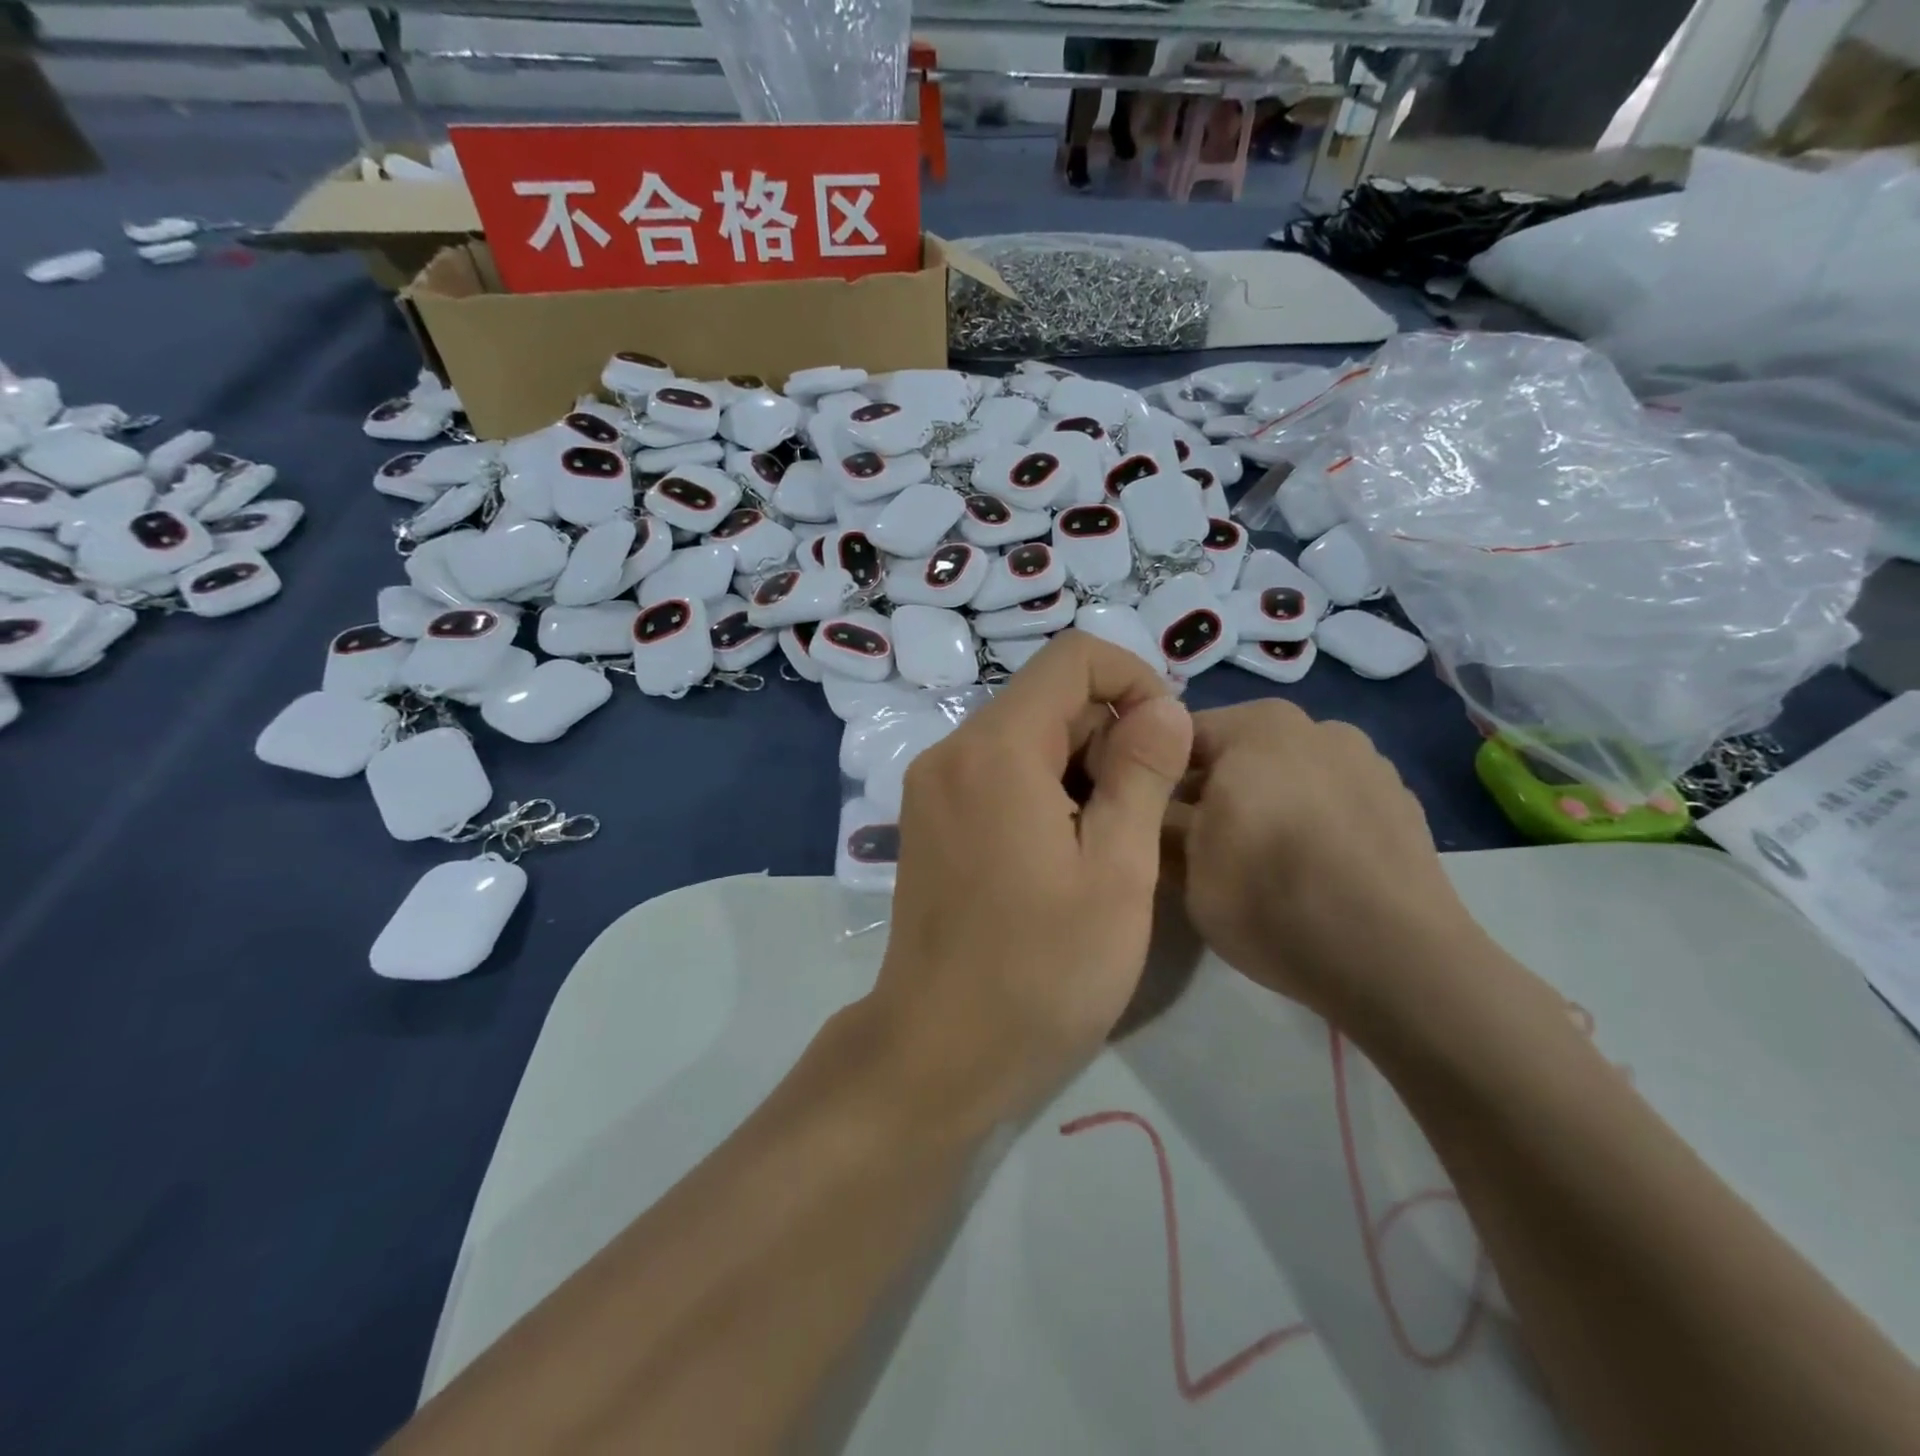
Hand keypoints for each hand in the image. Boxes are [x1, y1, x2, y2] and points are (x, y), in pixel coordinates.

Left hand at [864, 631, 1192, 1126]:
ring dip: (1080, 766)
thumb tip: (1162, 707)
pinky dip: (1043, 789)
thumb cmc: (1042, 971)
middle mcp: (952, 751)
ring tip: (1109, 842)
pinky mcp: (929, 820)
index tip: (1166, 742)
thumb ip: (1142, 773)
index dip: (1133, 680)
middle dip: (1109, 733)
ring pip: (1023, 737)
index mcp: (996, 749)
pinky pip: (996, 773)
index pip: (1072, 658)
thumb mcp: (1118, 871)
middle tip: (1144, 812)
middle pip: (1046, 698)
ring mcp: (932, 787)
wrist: (939, 1051)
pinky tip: (1065, 852)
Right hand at [1166, 701, 1483, 1026]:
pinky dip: (1311, 818)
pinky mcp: (1402, 800)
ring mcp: (1367, 759)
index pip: (1176, 735)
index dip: (1152, 776)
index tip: (1145, 819)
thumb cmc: (1272, 900)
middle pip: (1235, 751)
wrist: (1399, 963)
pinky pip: (1331, 797)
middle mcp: (1314, 724)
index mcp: (1255, 725)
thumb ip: (1153, 819)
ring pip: (1286, 772)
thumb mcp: (1183, 867)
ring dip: (1263, 801)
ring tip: (1260, 860)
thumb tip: (1146, 802)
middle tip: (1197, 845)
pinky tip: (1312, 869)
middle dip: (1210, 789)